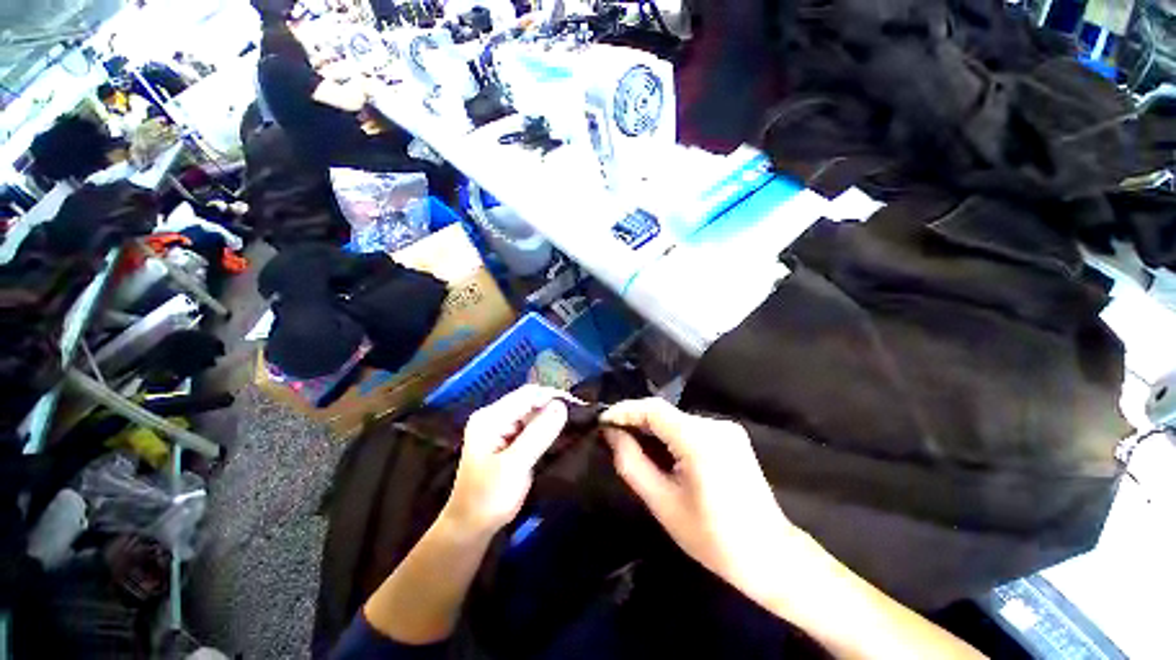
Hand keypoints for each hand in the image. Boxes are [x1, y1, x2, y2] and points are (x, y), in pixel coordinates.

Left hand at [441, 386, 568, 536]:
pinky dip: (546, 428)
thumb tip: (562, 405)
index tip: (579, 406)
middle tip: (580, 416)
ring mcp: (499, 428)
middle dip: (554, 406)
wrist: (470, 528)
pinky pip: (530, 426)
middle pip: (530, 401)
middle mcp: (494, 417)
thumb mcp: (515, 465)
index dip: (554, 396)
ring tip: (576, 423)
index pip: (527, 394)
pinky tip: (561, 434)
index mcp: (491, 418)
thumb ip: (539, 433)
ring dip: (552, 417)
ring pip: (532, 413)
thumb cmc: (489, 498)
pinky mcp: (506, 440)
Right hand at [602, 398, 800, 597]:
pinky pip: (691, 427)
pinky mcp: (732, 436)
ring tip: (631, 443)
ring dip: (653, 428)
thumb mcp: (662, 503)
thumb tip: (612, 434)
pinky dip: (671, 434)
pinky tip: (661, 451)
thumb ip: (632, 463)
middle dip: (636, 420)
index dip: (625, 410)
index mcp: (700, 440)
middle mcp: (715, 425)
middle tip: (612, 434)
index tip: (602, 421)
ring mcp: (727, 429)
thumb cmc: (712, 538)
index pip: (654, 409)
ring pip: (677, 419)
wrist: (770, 556)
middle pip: (665, 413)